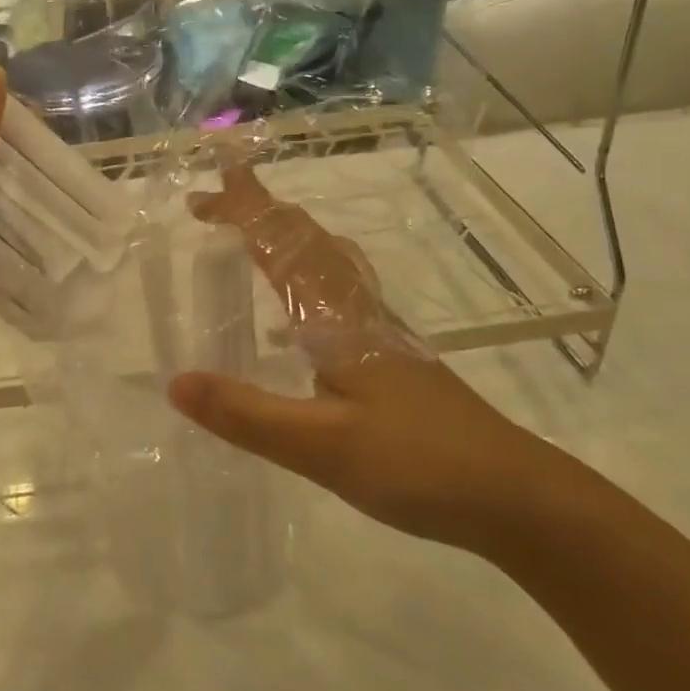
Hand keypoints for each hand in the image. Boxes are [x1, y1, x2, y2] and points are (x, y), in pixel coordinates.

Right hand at [167, 165, 578, 552]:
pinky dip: (304, 281)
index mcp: (338, 318)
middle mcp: (359, 311)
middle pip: (307, 240)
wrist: (515, 496)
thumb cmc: (417, 464)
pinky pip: (337, 296)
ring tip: (250, 238)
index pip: (282, 247)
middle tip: (216, 200)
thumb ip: (246, 414)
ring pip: (328, 263)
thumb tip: (175, 382)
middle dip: (260, 212)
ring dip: (285, 239)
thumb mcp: (321, 446)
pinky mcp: (391, 357)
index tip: (199, 194)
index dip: (242, 213)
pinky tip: (288, 325)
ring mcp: (380, 332)